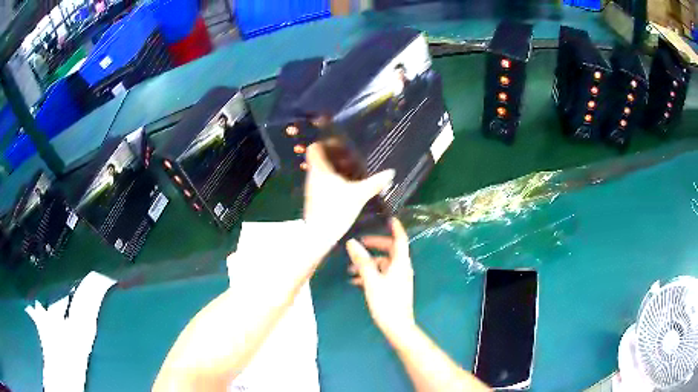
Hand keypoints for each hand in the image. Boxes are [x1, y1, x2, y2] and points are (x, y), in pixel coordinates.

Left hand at [304, 142, 394, 246]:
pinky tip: (346, 186)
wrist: (318, 235)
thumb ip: (374, 183)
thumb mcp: (359, 195)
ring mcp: (312, 188)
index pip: (314, 148)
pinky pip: (322, 182)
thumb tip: (391, 172)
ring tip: (351, 169)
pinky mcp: (314, 199)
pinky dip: (332, 180)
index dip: (324, 142)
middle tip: (349, 156)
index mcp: (319, 169)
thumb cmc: (336, 210)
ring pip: (320, 171)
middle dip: (332, 156)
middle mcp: (312, 176)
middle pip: (318, 159)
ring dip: (333, 169)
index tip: (339, 143)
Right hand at [346, 218, 415, 339]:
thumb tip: (352, 243)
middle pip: (390, 251)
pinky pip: (381, 275)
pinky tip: (355, 281)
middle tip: (359, 243)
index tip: (389, 217)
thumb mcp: (371, 280)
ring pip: (383, 264)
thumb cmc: (386, 302)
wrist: (397, 326)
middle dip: (374, 245)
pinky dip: (370, 274)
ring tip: (350, 268)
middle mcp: (402, 268)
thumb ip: (362, 261)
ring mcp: (398, 279)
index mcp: (401, 263)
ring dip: (368, 263)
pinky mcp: (393, 288)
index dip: (396, 228)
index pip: (400, 239)